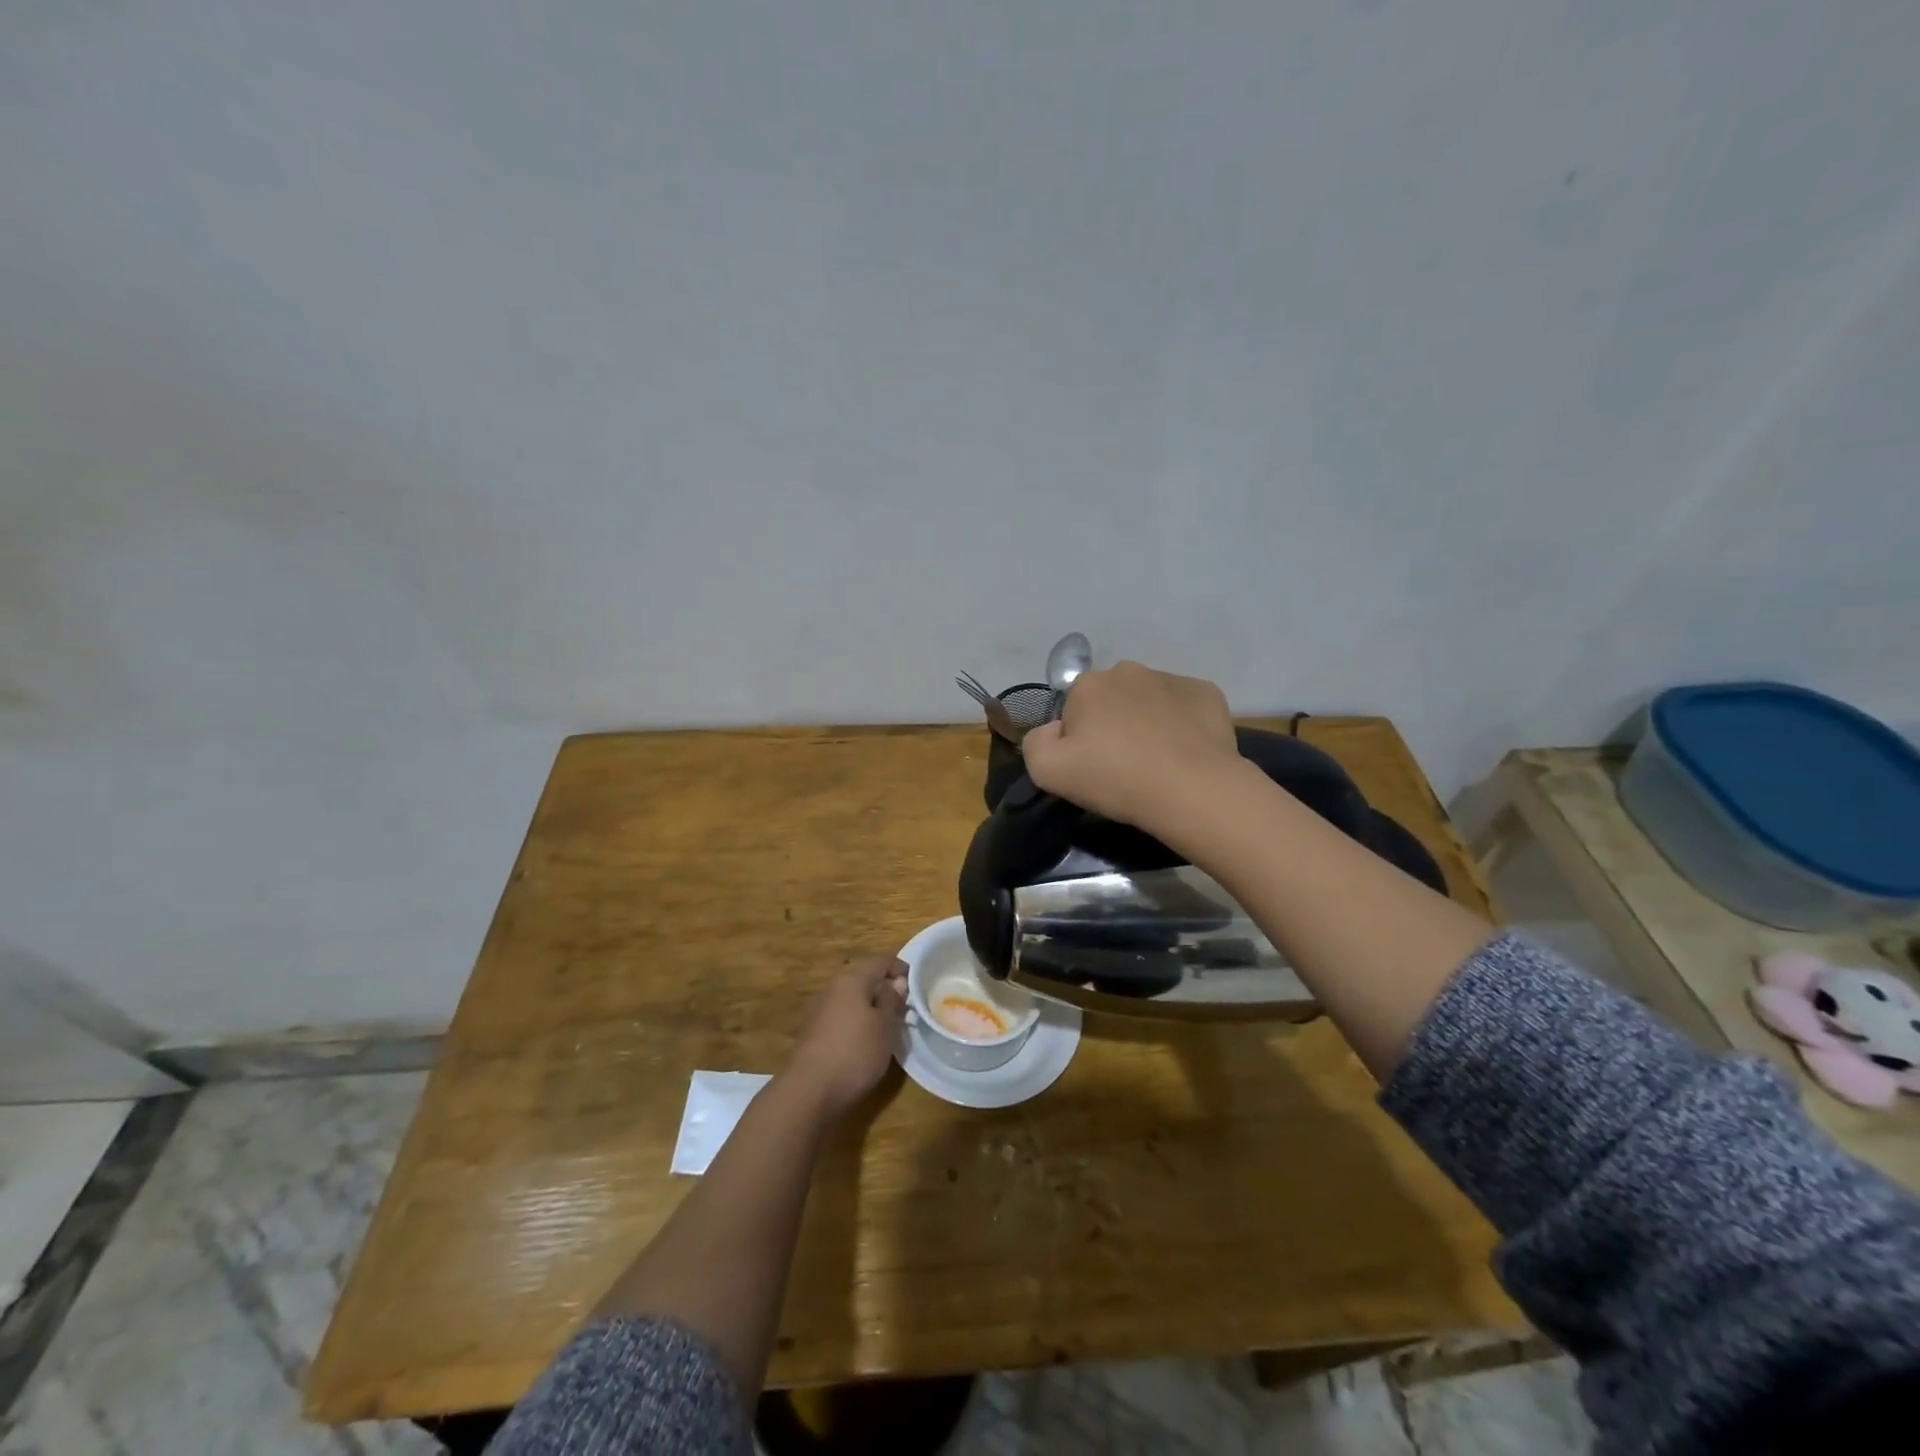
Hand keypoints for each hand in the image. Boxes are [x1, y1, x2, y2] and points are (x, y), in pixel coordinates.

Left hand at [784, 956, 907, 1117]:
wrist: (808, 1092)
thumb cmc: (855, 1052)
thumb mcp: (885, 1026)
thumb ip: (891, 1000)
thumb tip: (895, 982)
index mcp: (852, 979)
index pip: (881, 960)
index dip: (901, 969)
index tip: (917, 987)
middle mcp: (832, 987)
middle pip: (863, 977)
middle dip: (884, 987)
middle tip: (904, 1007)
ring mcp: (819, 1010)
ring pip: (851, 997)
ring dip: (870, 1005)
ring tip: (887, 1026)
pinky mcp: (813, 1032)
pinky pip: (841, 1016)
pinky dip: (856, 1021)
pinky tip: (864, 1041)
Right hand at [1021, 660, 1243, 838]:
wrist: (1192, 789)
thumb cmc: (1115, 778)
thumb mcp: (1047, 772)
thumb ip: (1035, 743)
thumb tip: (1054, 730)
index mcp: (1088, 684)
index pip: (1073, 708)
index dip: (1078, 739)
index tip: (1091, 766)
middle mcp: (1128, 670)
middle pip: (1111, 700)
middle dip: (1112, 725)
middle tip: (1122, 765)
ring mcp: (1172, 679)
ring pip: (1149, 701)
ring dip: (1147, 722)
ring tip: (1157, 762)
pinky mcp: (1207, 693)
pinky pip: (1185, 707)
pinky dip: (1183, 724)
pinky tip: (1186, 753)